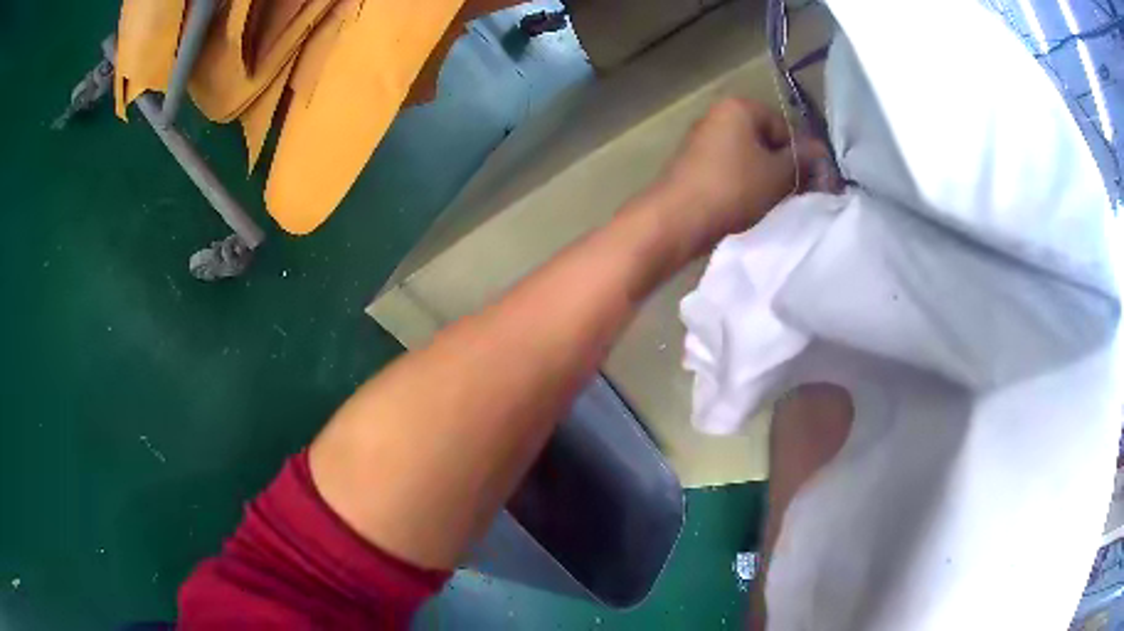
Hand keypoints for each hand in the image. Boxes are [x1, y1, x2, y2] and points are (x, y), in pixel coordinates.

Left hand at [657, 98, 829, 243]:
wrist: (677, 218)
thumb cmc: (733, 188)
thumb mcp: (778, 174)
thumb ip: (803, 160)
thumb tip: (822, 151)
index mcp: (738, 106)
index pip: (784, 127)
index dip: (801, 155)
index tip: (810, 183)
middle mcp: (717, 115)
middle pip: (765, 140)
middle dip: (783, 167)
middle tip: (795, 195)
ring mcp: (702, 139)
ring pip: (748, 157)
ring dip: (765, 178)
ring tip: (773, 203)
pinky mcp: (694, 164)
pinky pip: (730, 169)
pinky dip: (744, 184)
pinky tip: (749, 205)